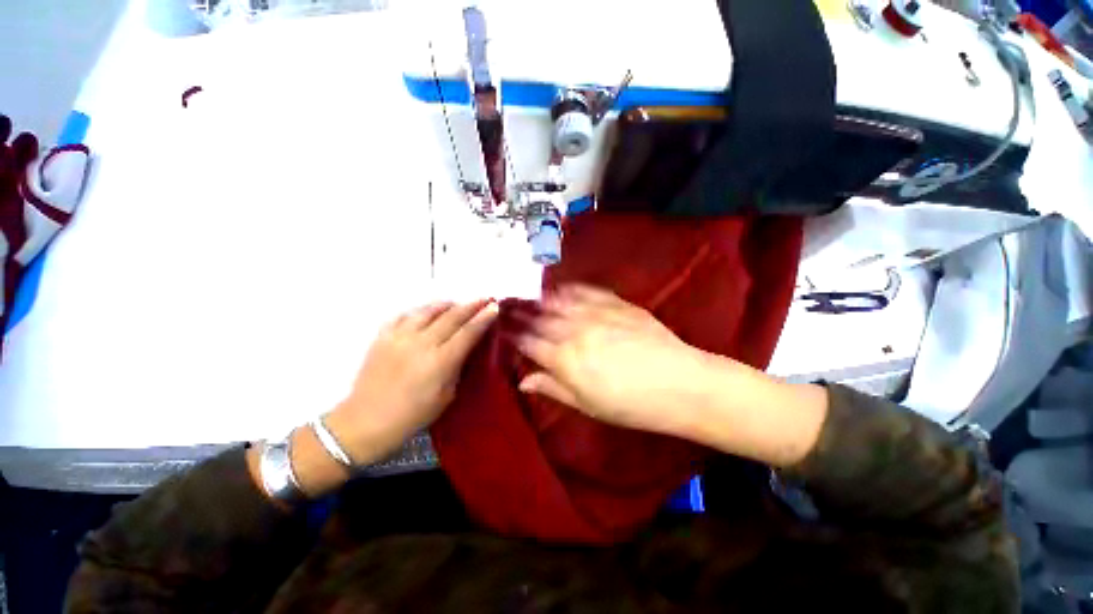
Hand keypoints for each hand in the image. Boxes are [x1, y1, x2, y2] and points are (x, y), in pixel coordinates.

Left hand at [325, 299, 498, 464]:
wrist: (365, 422)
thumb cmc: (413, 416)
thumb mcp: (447, 396)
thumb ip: (458, 367)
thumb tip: (467, 347)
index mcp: (440, 362)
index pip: (468, 332)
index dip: (483, 318)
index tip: (494, 307)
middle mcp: (421, 343)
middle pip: (451, 316)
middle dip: (471, 305)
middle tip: (484, 299)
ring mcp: (399, 337)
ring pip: (428, 310)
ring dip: (447, 304)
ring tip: (457, 303)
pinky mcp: (382, 336)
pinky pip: (404, 315)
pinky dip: (420, 310)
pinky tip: (427, 312)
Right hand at [516, 285, 722, 438]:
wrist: (679, 383)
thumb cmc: (631, 405)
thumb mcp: (587, 405)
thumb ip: (553, 388)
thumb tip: (523, 380)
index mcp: (564, 359)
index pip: (530, 344)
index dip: (514, 336)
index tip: (503, 330)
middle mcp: (574, 331)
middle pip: (541, 319)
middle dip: (522, 313)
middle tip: (508, 306)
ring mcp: (595, 314)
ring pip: (560, 302)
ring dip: (541, 298)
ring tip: (529, 294)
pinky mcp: (615, 304)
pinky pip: (587, 292)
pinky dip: (571, 289)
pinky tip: (562, 287)